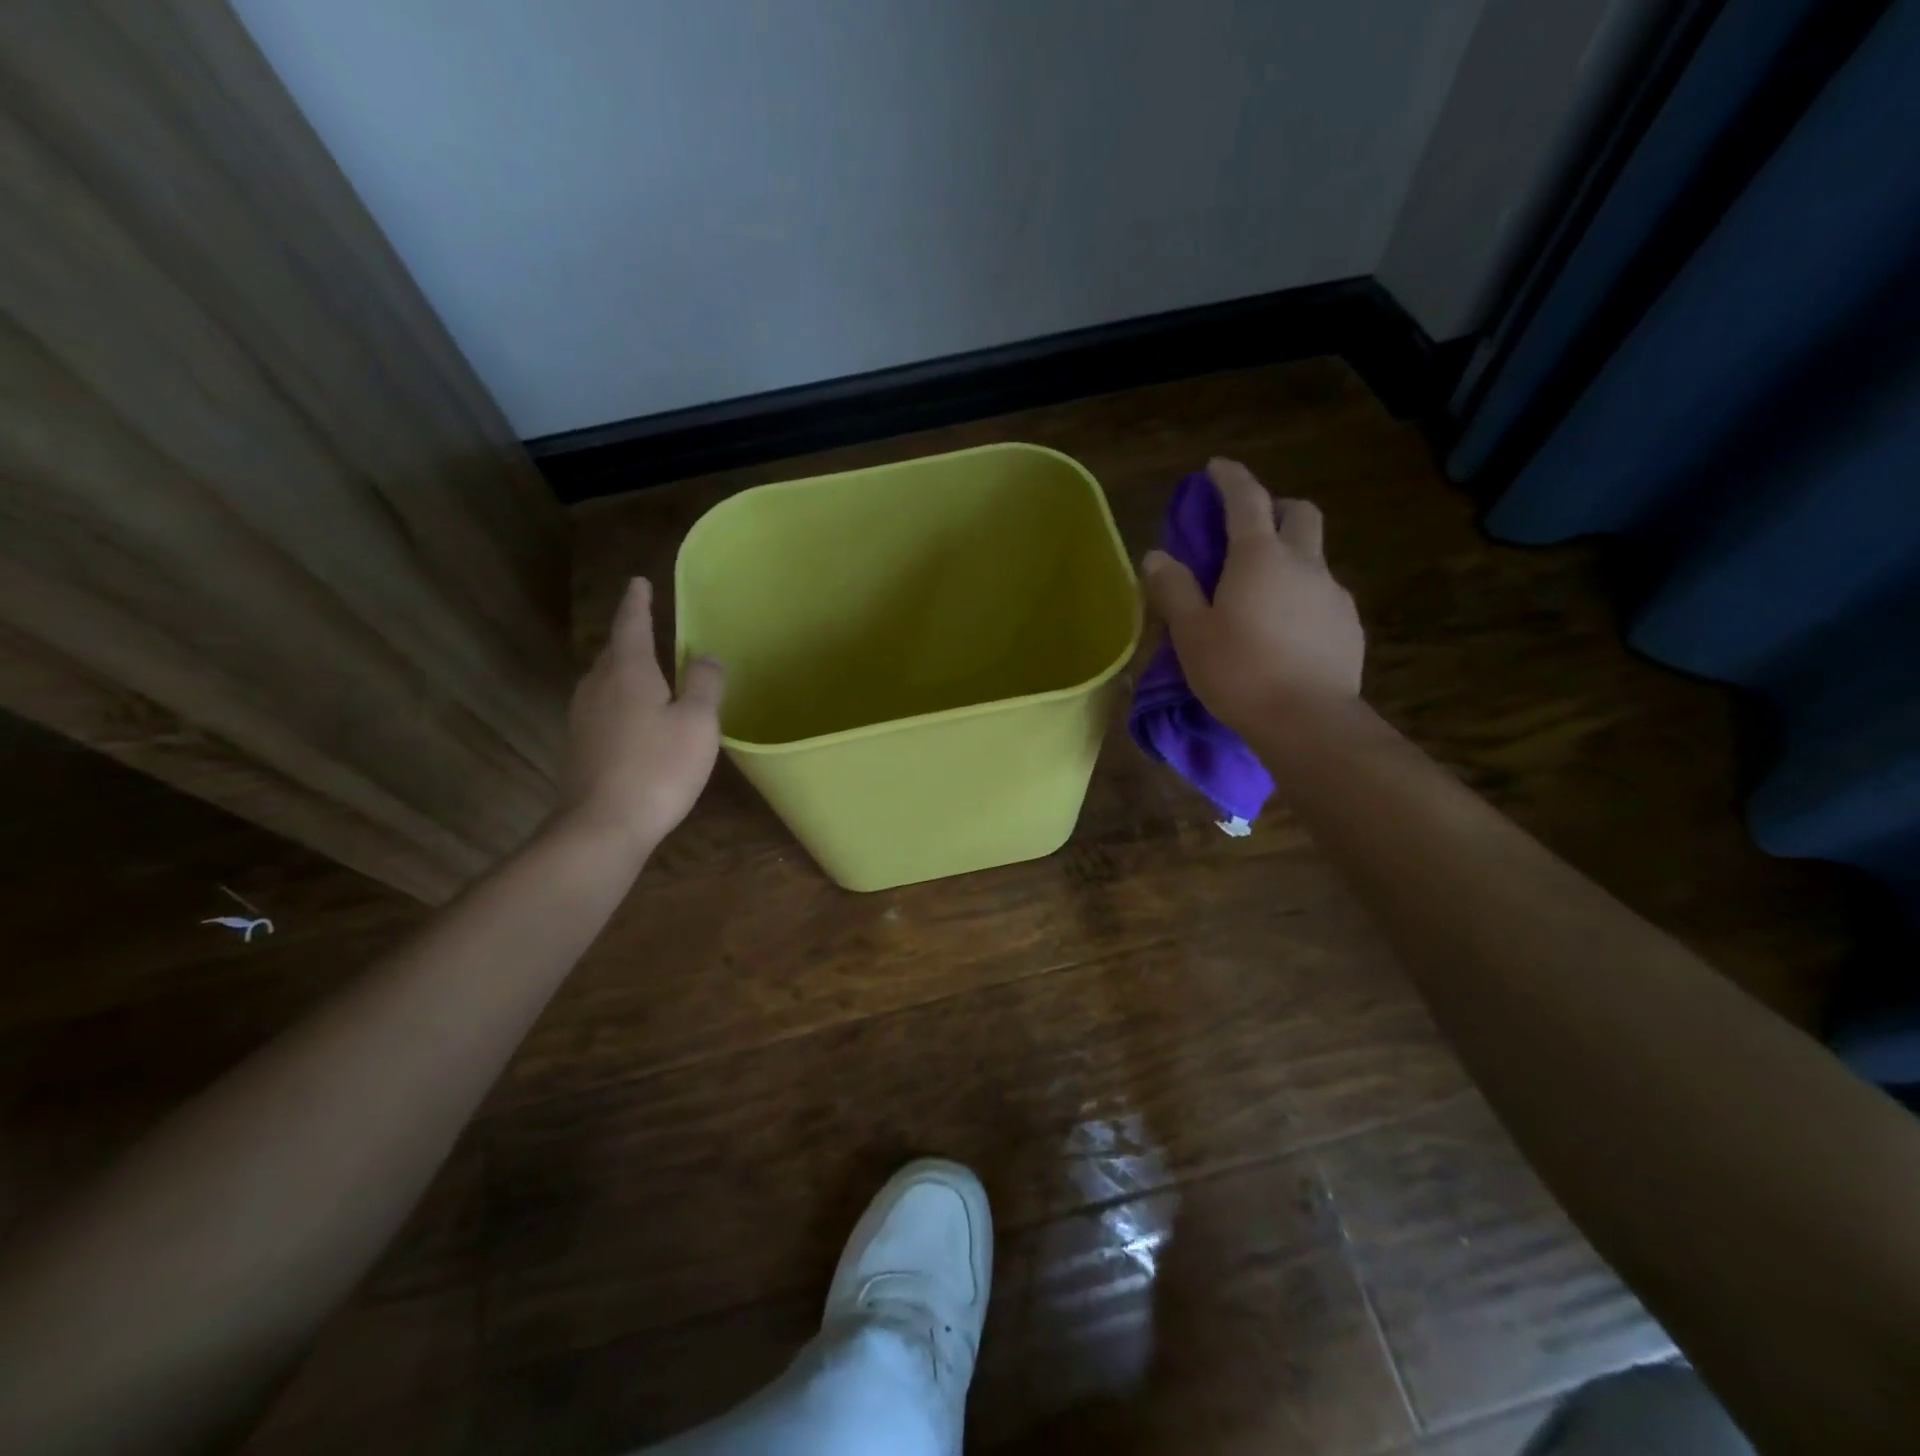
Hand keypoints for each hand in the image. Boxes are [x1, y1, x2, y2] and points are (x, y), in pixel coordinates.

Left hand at [560, 577, 724, 850]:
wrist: (603, 825)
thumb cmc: (658, 768)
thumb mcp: (697, 723)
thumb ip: (705, 684)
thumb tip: (707, 656)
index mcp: (628, 672)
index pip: (632, 625)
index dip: (638, 602)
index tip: (639, 581)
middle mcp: (598, 686)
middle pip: (613, 651)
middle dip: (630, 636)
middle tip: (648, 625)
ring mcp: (582, 717)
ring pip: (605, 680)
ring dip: (624, 669)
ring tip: (645, 669)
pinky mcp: (580, 745)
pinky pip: (602, 706)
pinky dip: (620, 699)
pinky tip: (634, 716)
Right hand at [1142, 458, 1363, 733]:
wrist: (1308, 721)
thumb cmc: (1239, 672)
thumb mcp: (1190, 633)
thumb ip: (1173, 589)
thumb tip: (1157, 556)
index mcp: (1259, 557)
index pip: (1246, 499)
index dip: (1230, 478)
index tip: (1215, 468)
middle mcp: (1303, 563)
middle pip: (1299, 513)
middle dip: (1275, 507)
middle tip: (1249, 527)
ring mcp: (1333, 593)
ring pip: (1314, 555)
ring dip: (1289, 555)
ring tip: (1262, 592)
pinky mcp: (1348, 625)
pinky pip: (1323, 594)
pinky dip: (1302, 594)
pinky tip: (1285, 629)